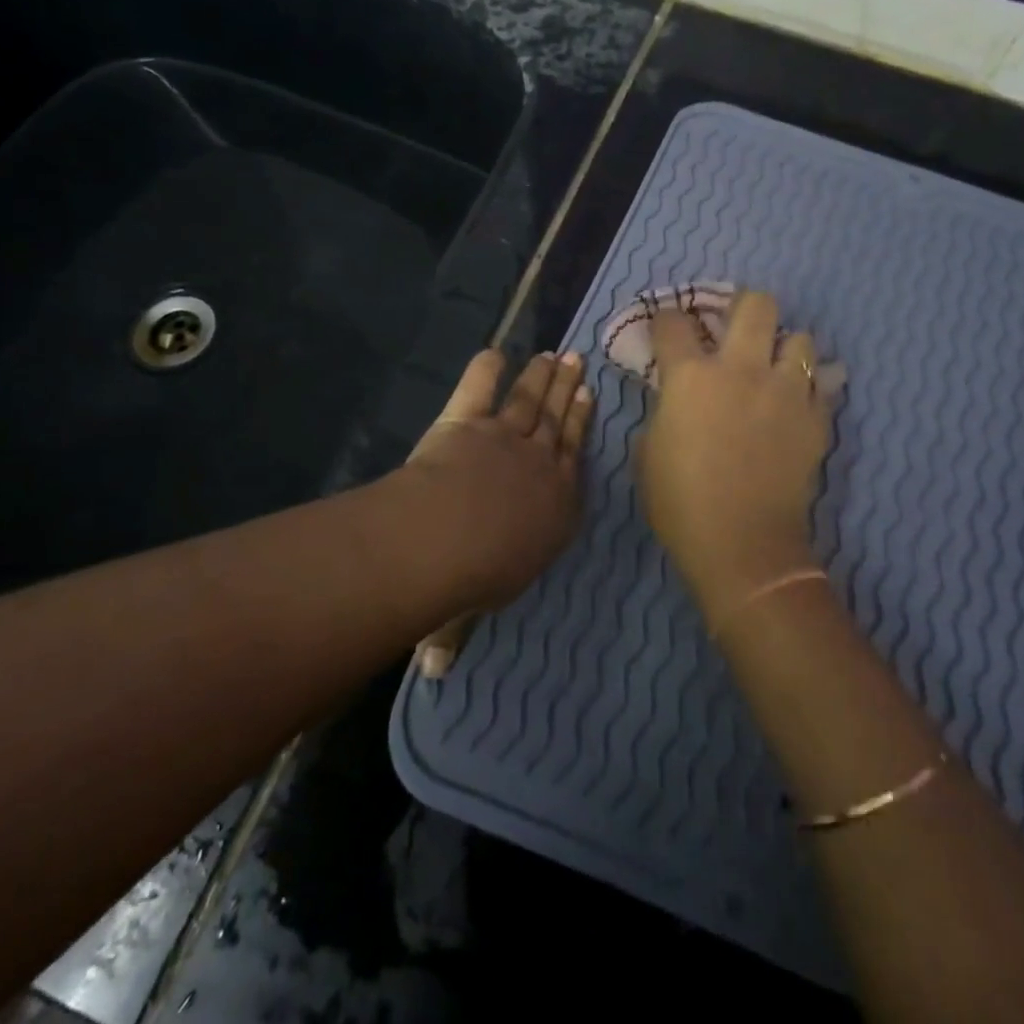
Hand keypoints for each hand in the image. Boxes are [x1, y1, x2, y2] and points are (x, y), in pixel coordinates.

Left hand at [404, 350, 591, 673]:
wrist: (446, 538)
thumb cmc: (472, 580)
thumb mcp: (470, 610)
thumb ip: (454, 631)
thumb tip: (435, 672)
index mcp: (555, 507)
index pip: (573, 460)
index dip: (581, 427)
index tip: (588, 399)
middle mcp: (537, 466)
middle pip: (557, 422)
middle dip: (568, 391)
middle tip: (577, 361)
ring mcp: (504, 438)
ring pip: (529, 401)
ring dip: (541, 376)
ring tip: (554, 354)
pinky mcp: (467, 422)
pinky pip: (478, 389)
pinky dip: (485, 369)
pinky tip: (493, 351)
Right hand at [638, 291, 832, 606]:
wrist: (743, 545)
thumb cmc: (681, 502)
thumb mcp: (648, 451)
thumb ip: (663, 410)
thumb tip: (674, 396)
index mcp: (691, 376)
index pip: (674, 323)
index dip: (666, 320)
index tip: (666, 329)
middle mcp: (742, 369)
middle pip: (756, 304)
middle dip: (743, 306)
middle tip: (735, 326)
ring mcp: (786, 391)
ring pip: (801, 339)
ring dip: (784, 349)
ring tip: (774, 368)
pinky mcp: (817, 418)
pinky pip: (821, 385)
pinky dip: (808, 388)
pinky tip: (794, 405)